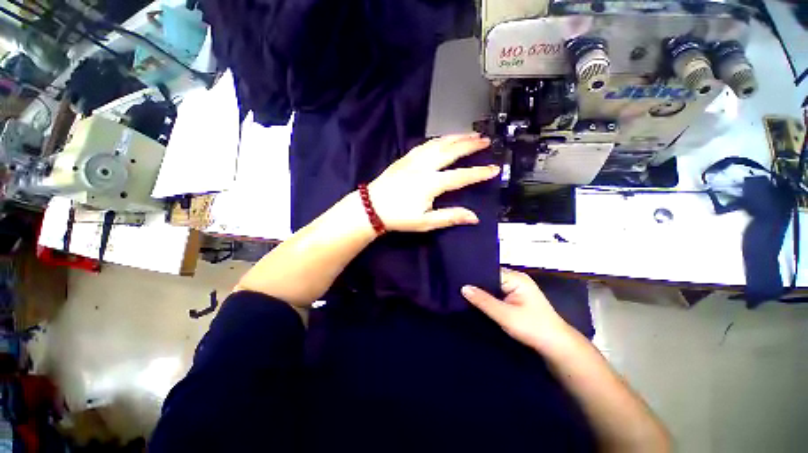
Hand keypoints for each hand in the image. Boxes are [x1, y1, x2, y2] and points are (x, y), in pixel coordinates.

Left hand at [368, 133, 499, 232]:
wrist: (371, 207)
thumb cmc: (399, 217)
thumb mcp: (426, 222)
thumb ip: (450, 217)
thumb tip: (473, 217)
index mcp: (431, 183)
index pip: (461, 176)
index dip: (479, 173)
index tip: (494, 168)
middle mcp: (424, 166)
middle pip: (451, 151)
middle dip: (470, 145)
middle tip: (485, 140)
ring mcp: (413, 159)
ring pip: (439, 143)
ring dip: (456, 137)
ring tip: (470, 134)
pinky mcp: (405, 158)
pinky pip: (425, 144)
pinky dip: (439, 139)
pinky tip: (444, 139)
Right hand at [462, 268, 572, 351]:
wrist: (557, 347)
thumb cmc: (533, 328)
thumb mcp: (505, 315)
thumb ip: (484, 301)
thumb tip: (463, 287)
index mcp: (516, 278)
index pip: (489, 270)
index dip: (474, 275)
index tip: (457, 278)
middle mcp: (516, 279)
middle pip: (490, 277)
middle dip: (476, 284)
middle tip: (457, 286)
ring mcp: (517, 289)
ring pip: (493, 287)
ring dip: (482, 292)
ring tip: (462, 292)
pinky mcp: (516, 299)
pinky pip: (497, 294)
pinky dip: (488, 298)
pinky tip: (476, 301)